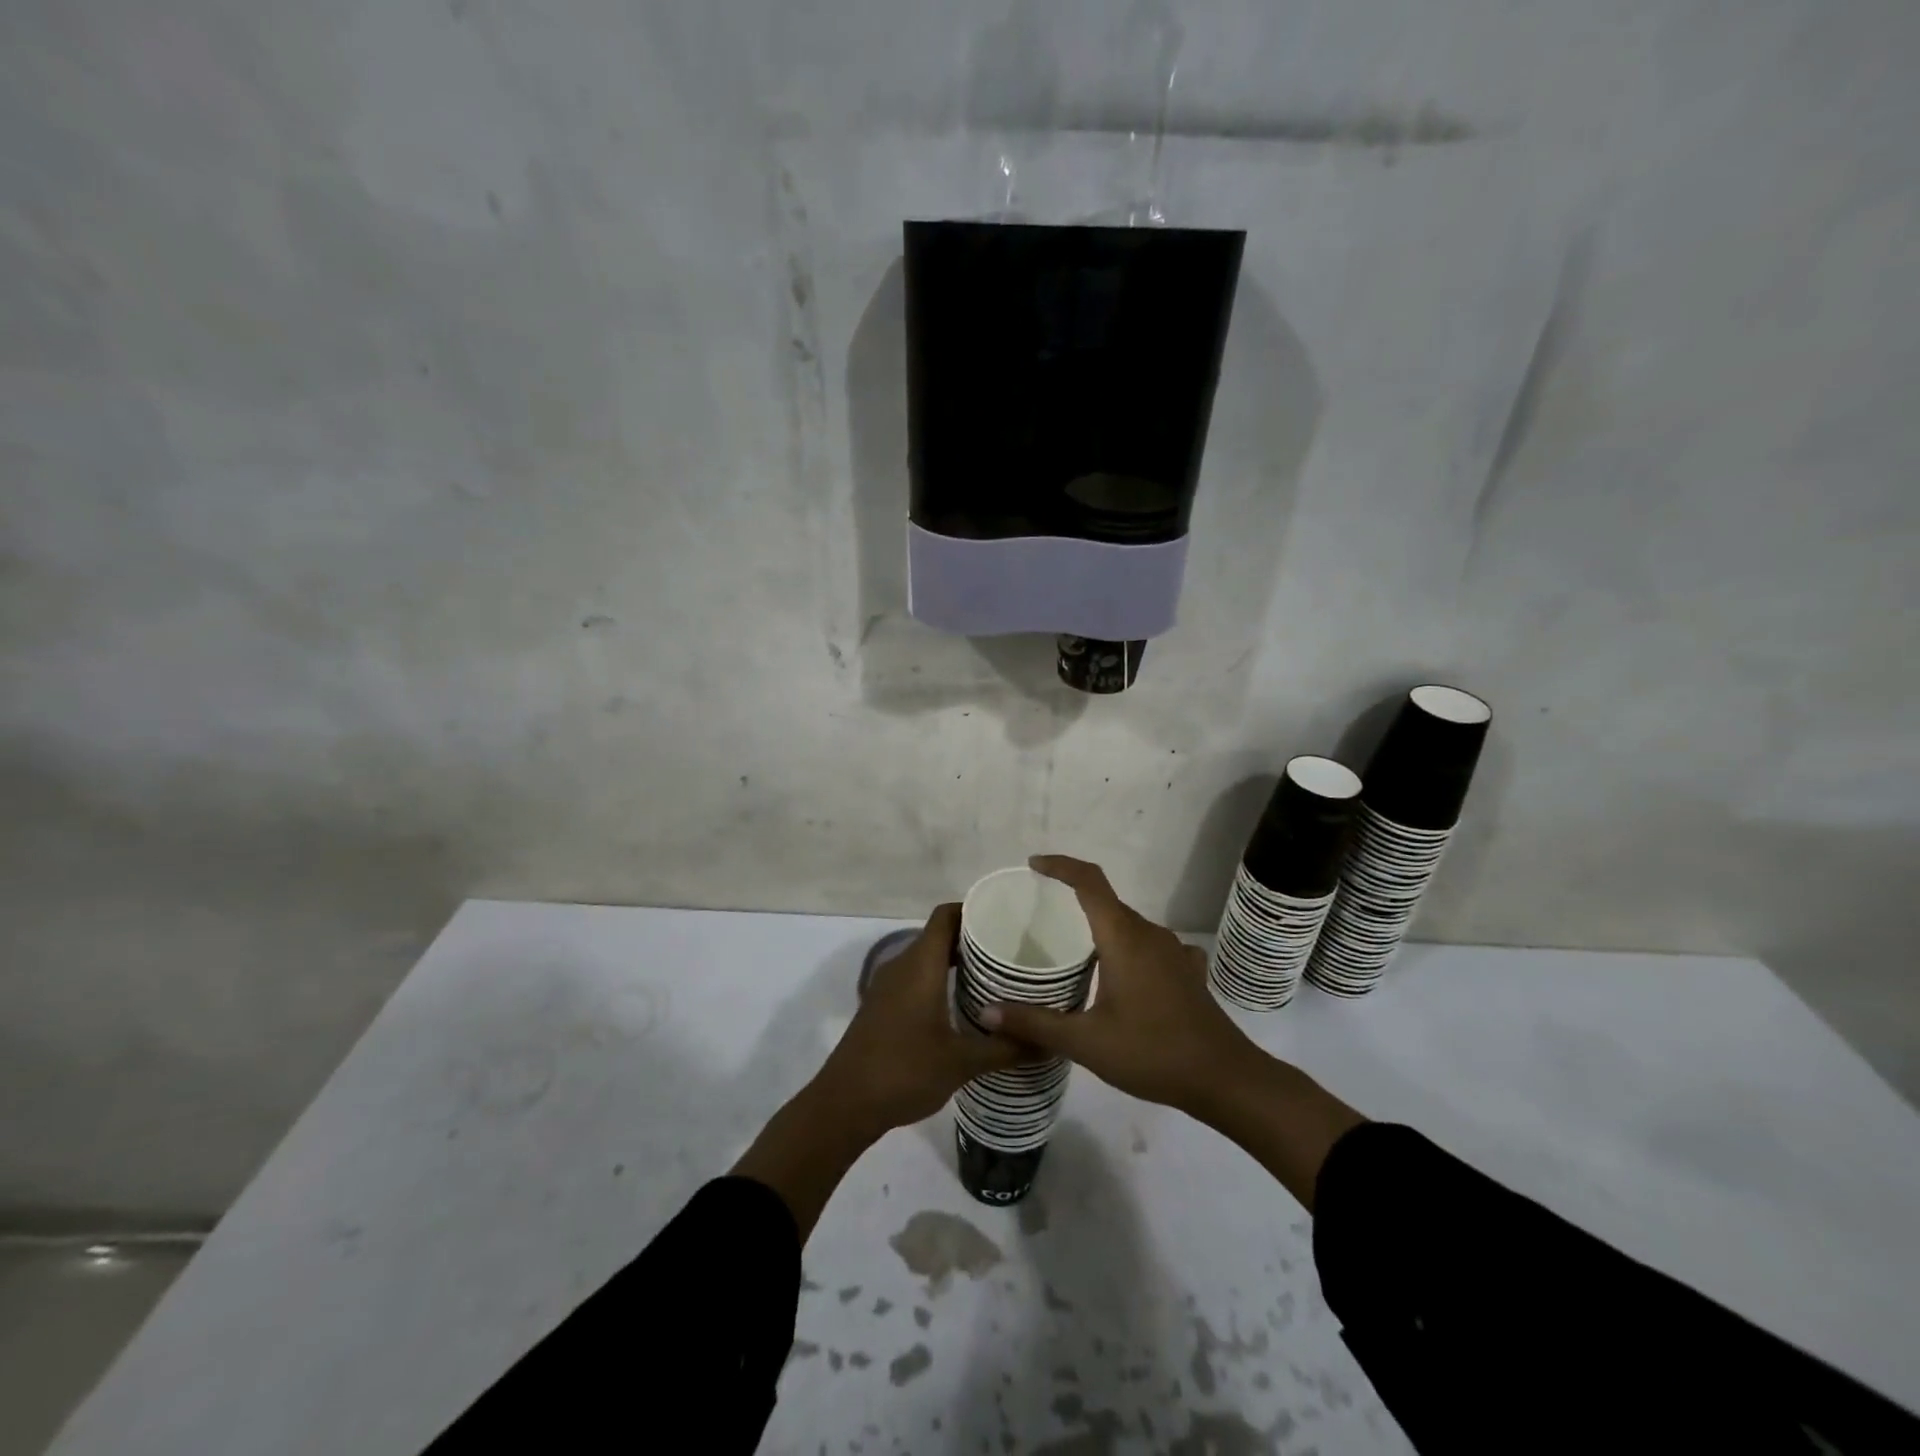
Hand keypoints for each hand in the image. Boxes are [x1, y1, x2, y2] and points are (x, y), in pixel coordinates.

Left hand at [734, 903, 1024, 1238]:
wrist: (844, 1104)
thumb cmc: (904, 1071)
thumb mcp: (961, 1062)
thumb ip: (1005, 1047)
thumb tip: (1048, 1040)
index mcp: (919, 965)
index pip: (946, 915)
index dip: (973, 909)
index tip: (1006, 919)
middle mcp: (901, 965)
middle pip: (938, 934)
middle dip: (972, 938)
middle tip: (1011, 952)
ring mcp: (887, 986)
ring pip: (926, 957)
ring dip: (955, 961)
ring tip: (994, 977)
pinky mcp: (881, 1005)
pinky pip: (915, 977)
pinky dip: (939, 979)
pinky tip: (962, 1005)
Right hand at [979, 856, 1365, 1209]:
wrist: (1224, 1078)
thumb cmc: (1152, 1052)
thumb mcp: (1085, 1042)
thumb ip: (1034, 1023)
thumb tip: (986, 1013)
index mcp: (1123, 937)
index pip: (1089, 882)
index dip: (1060, 866)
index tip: (1034, 865)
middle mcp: (1150, 934)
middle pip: (1107, 902)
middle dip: (1073, 900)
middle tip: (1041, 916)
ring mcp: (1174, 952)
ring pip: (1129, 925)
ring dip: (1101, 927)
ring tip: (1074, 948)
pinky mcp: (1188, 971)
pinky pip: (1150, 946)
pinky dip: (1128, 948)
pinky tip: (1122, 974)